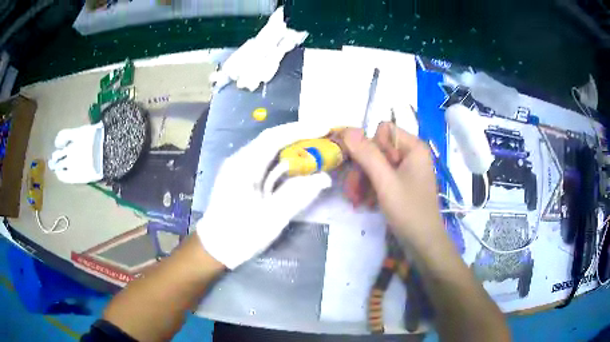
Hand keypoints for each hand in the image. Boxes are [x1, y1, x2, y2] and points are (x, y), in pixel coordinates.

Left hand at [196, 122, 331, 268]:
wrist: (214, 247)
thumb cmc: (240, 234)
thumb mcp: (272, 217)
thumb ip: (298, 195)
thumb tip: (324, 178)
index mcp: (243, 166)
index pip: (274, 138)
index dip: (300, 130)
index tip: (324, 128)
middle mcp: (239, 160)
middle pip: (271, 139)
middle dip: (298, 136)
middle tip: (324, 136)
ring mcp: (237, 167)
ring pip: (267, 149)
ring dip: (291, 146)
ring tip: (315, 146)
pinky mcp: (239, 176)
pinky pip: (264, 160)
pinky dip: (282, 159)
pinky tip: (295, 164)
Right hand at [341, 123, 443, 246]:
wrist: (423, 243)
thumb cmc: (409, 211)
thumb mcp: (385, 182)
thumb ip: (367, 155)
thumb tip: (347, 130)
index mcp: (413, 147)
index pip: (383, 130)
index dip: (371, 147)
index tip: (368, 170)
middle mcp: (411, 154)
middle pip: (377, 149)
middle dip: (362, 169)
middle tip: (352, 190)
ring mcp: (407, 169)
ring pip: (376, 164)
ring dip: (363, 181)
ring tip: (356, 200)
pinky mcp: (402, 183)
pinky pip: (381, 177)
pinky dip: (371, 188)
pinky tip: (365, 203)